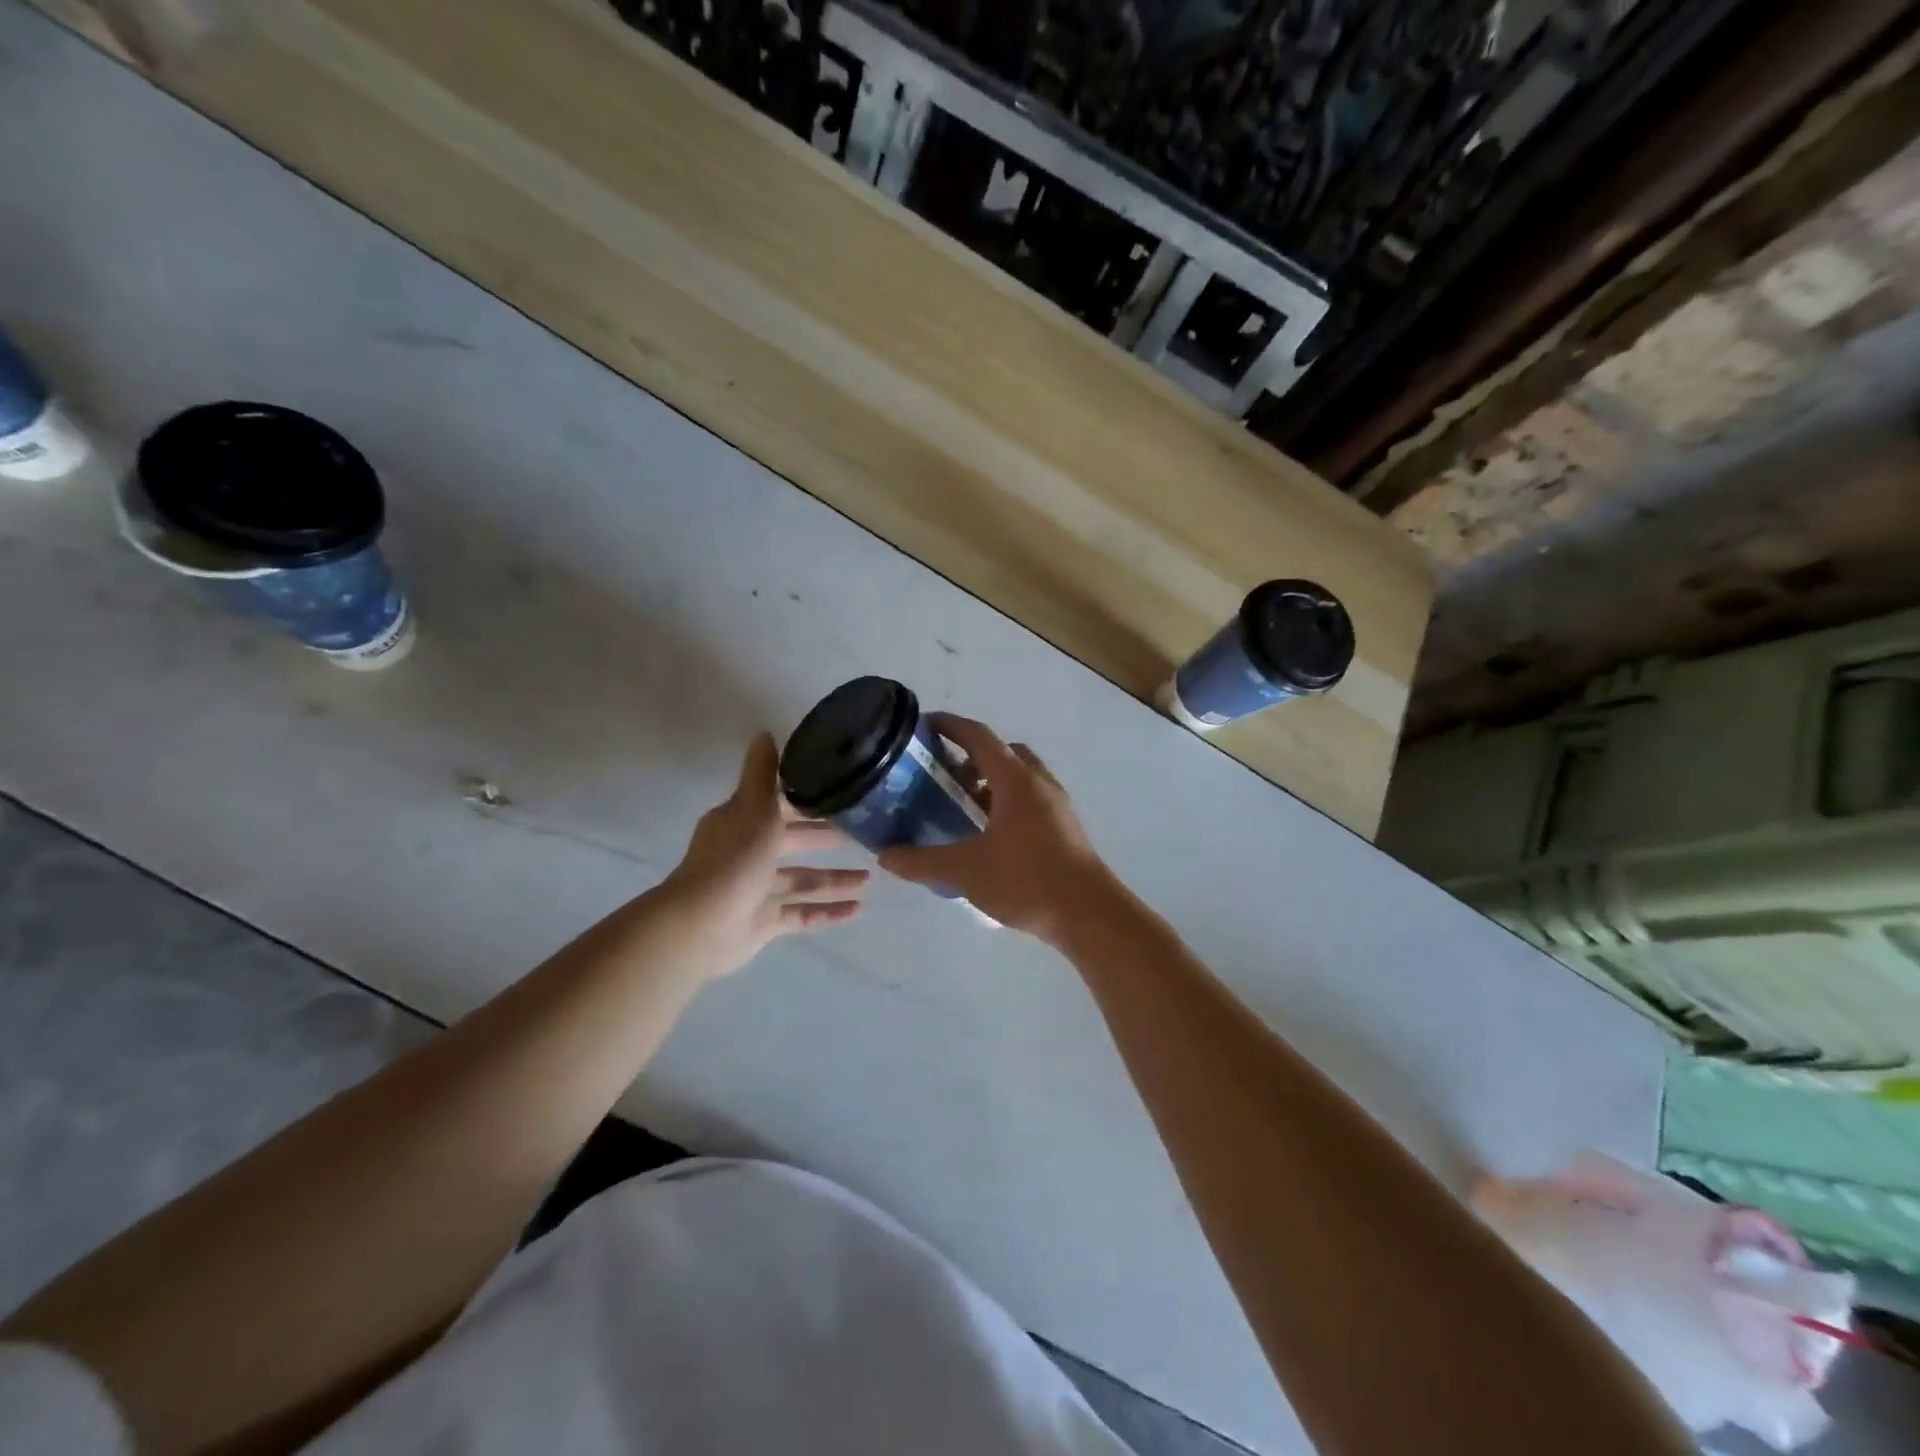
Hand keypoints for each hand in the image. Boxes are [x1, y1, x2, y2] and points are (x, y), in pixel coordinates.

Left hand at [659, 733, 867, 978]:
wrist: (702, 926)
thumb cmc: (734, 861)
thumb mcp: (754, 808)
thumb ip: (763, 774)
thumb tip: (764, 733)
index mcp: (743, 823)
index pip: (781, 806)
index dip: (810, 800)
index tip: (844, 793)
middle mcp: (749, 854)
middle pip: (795, 842)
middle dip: (827, 838)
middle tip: (865, 834)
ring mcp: (757, 890)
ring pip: (802, 880)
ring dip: (834, 878)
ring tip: (870, 877)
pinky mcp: (764, 922)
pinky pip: (802, 914)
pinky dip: (828, 912)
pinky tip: (857, 909)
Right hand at [878, 713, 1121, 943]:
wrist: (1088, 914)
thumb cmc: (1026, 880)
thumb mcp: (966, 870)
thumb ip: (922, 861)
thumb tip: (885, 856)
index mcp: (1015, 779)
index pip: (978, 736)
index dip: (949, 726)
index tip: (923, 725)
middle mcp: (1038, 782)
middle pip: (1002, 753)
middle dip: (970, 758)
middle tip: (941, 777)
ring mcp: (1056, 804)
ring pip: (1019, 778)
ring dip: (990, 783)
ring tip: (962, 809)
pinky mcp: (1064, 827)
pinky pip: (1030, 800)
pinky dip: (1006, 803)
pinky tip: (989, 837)